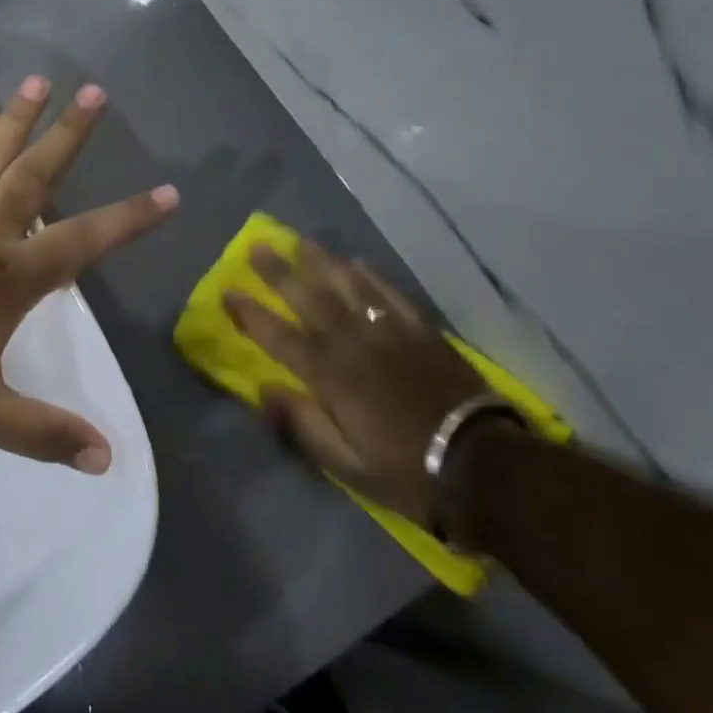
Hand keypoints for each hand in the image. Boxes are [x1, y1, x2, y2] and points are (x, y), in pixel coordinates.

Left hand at [0, 77, 178, 472]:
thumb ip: (44, 432)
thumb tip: (106, 459)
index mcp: (11, 278)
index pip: (85, 240)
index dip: (131, 218)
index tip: (169, 193)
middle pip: (36, 174)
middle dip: (70, 133)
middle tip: (95, 91)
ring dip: (18, 116)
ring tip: (40, 80)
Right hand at [223, 242, 490, 525]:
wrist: (485, 466)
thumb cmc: (407, 470)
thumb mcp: (347, 465)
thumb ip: (304, 424)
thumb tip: (265, 389)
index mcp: (332, 377)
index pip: (280, 336)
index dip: (251, 314)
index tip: (227, 291)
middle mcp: (355, 344)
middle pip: (311, 299)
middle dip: (280, 273)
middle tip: (258, 247)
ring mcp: (391, 333)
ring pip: (349, 287)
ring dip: (322, 262)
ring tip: (301, 242)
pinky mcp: (422, 333)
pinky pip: (391, 295)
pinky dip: (371, 277)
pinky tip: (358, 263)